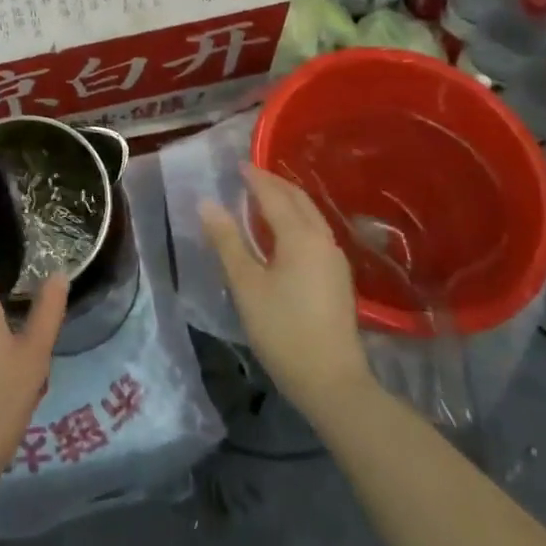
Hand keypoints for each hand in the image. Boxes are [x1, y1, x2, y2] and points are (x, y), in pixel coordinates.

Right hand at [200, 164, 370, 424]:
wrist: (332, 381)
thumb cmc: (282, 330)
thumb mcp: (246, 285)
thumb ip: (227, 241)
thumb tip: (207, 203)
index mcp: (300, 236)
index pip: (274, 195)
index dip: (255, 178)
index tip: (237, 164)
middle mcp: (323, 239)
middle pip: (298, 200)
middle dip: (274, 183)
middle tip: (250, 174)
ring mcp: (335, 259)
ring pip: (311, 216)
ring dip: (288, 201)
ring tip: (263, 197)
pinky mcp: (338, 277)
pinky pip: (315, 232)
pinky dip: (297, 219)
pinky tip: (283, 232)